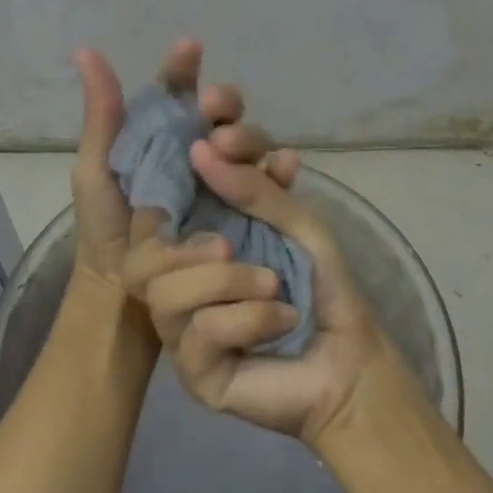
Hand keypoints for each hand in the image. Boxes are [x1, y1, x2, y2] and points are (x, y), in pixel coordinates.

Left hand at [68, 38, 298, 299]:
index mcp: (165, 134)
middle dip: (225, 102)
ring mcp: (227, 179)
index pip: (180, 91)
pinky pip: (273, 185)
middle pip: (225, 113)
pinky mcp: (249, 211)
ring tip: (231, 143)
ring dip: (248, 134)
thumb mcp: (97, 169)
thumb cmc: (107, 228)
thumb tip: (86, 52)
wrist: (124, 294)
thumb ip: (102, 114)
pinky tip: (286, 166)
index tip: (189, 48)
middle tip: (213, 106)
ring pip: (252, 143)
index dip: (185, 67)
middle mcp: (201, 149)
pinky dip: (282, 171)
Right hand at [132, 146, 388, 446]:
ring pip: (162, 292)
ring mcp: (181, 324)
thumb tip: (201, 148)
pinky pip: (197, 333)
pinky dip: (246, 320)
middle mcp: (180, 272)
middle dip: (186, 244)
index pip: (166, 189)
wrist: (351, 359)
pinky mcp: (193, 370)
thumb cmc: (321, 281)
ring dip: (226, 283)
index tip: (215, 122)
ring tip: (274, 284)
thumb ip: (254, 187)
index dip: (182, 152)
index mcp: (200, 230)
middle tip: (228, 244)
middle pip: (141, 248)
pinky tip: (281, 320)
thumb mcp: (296, 220)